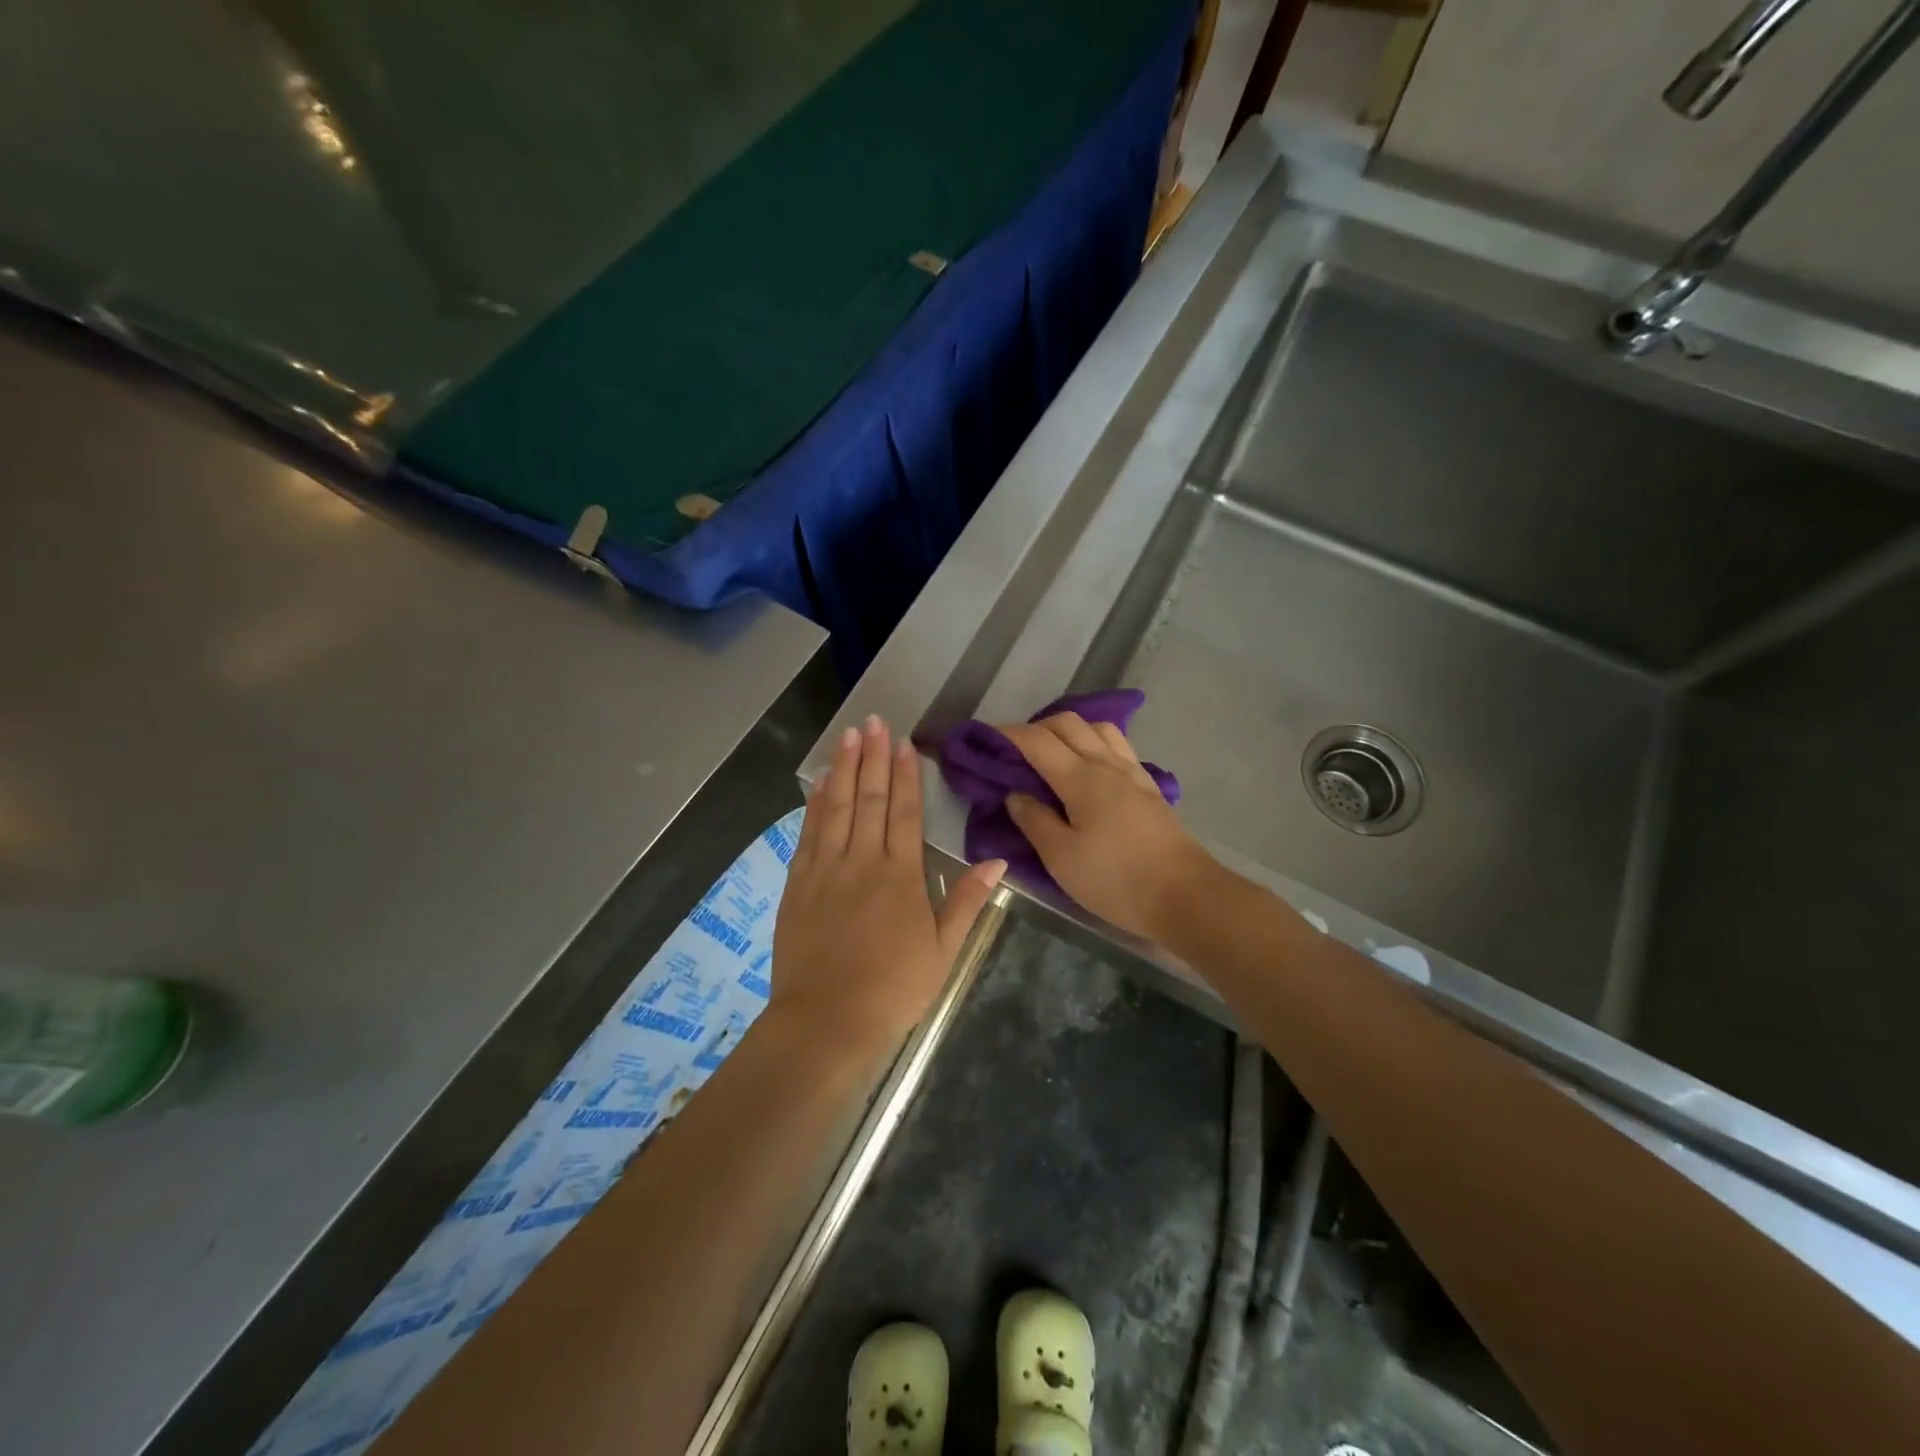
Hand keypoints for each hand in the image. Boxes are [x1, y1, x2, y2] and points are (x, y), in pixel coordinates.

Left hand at [772, 716, 1005, 1053]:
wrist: (826, 1021)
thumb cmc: (893, 989)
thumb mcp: (943, 950)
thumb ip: (966, 901)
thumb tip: (997, 861)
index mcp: (901, 875)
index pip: (905, 812)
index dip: (906, 774)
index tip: (904, 743)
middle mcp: (863, 861)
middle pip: (870, 799)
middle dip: (874, 757)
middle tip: (874, 721)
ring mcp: (826, 869)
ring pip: (837, 807)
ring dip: (845, 768)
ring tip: (849, 735)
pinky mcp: (798, 883)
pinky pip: (809, 832)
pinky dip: (816, 803)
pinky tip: (820, 782)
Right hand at [1001, 712, 1218, 941]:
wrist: (1185, 895)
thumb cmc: (1116, 879)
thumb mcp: (1061, 858)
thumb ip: (1034, 820)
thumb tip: (1015, 794)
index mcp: (1080, 778)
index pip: (1037, 741)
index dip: (1008, 734)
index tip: (985, 738)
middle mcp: (1107, 764)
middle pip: (1069, 723)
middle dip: (1037, 727)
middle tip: (1016, 751)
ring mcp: (1133, 773)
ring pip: (1098, 728)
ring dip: (1070, 730)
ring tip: (1053, 754)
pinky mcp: (1150, 787)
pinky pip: (1118, 746)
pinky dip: (1095, 743)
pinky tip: (1091, 767)